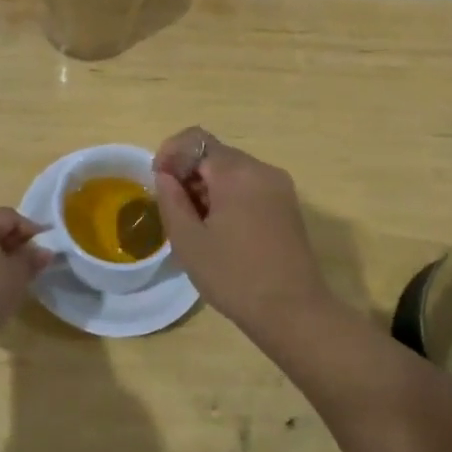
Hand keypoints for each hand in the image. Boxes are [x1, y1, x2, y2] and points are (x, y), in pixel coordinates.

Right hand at [152, 127, 332, 331]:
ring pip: (233, 171)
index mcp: (236, 172)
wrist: (293, 312)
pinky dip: (229, 196)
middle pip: (215, 154)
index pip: (195, 139)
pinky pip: (250, 186)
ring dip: (208, 186)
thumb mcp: (189, 241)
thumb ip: (171, 200)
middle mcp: (261, 169)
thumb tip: (166, 176)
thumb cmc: (234, 276)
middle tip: (175, 209)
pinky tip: (222, 229)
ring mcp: (279, 186)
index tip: (158, 182)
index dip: (170, 154)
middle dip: (189, 172)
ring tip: (196, 224)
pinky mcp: (287, 205)